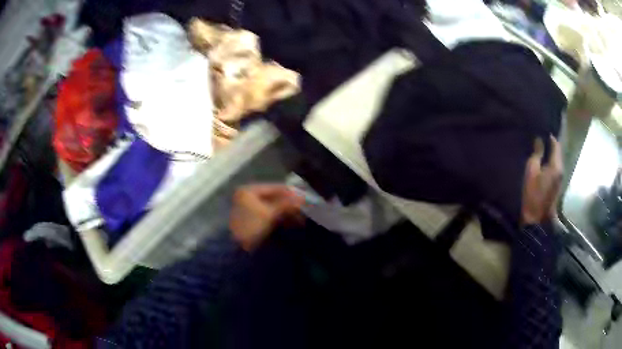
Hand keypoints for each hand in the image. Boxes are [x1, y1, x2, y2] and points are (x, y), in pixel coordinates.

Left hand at [230, 184, 303, 250]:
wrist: (237, 248)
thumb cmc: (252, 227)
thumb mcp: (270, 214)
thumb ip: (286, 204)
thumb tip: (303, 198)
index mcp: (249, 190)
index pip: (274, 187)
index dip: (291, 192)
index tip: (306, 197)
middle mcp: (248, 196)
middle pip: (274, 197)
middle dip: (290, 203)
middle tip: (305, 208)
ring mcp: (250, 208)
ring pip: (273, 207)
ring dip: (287, 211)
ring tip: (301, 217)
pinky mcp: (253, 220)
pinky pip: (270, 215)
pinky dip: (281, 218)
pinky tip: (292, 222)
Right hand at [521, 136, 562, 224]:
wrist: (537, 219)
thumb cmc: (533, 193)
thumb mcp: (532, 170)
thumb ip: (537, 154)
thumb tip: (540, 140)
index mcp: (556, 165)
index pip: (556, 144)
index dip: (549, 136)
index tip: (541, 131)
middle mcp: (561, 169)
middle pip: (557, 151)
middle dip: (550, 144)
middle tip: (539, 138)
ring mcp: (560, 178)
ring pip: (556, 159)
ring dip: (550, 153)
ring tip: (540, 149)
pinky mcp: (556, 184)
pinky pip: (555, 167)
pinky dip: (550, 162)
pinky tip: (542, 162)